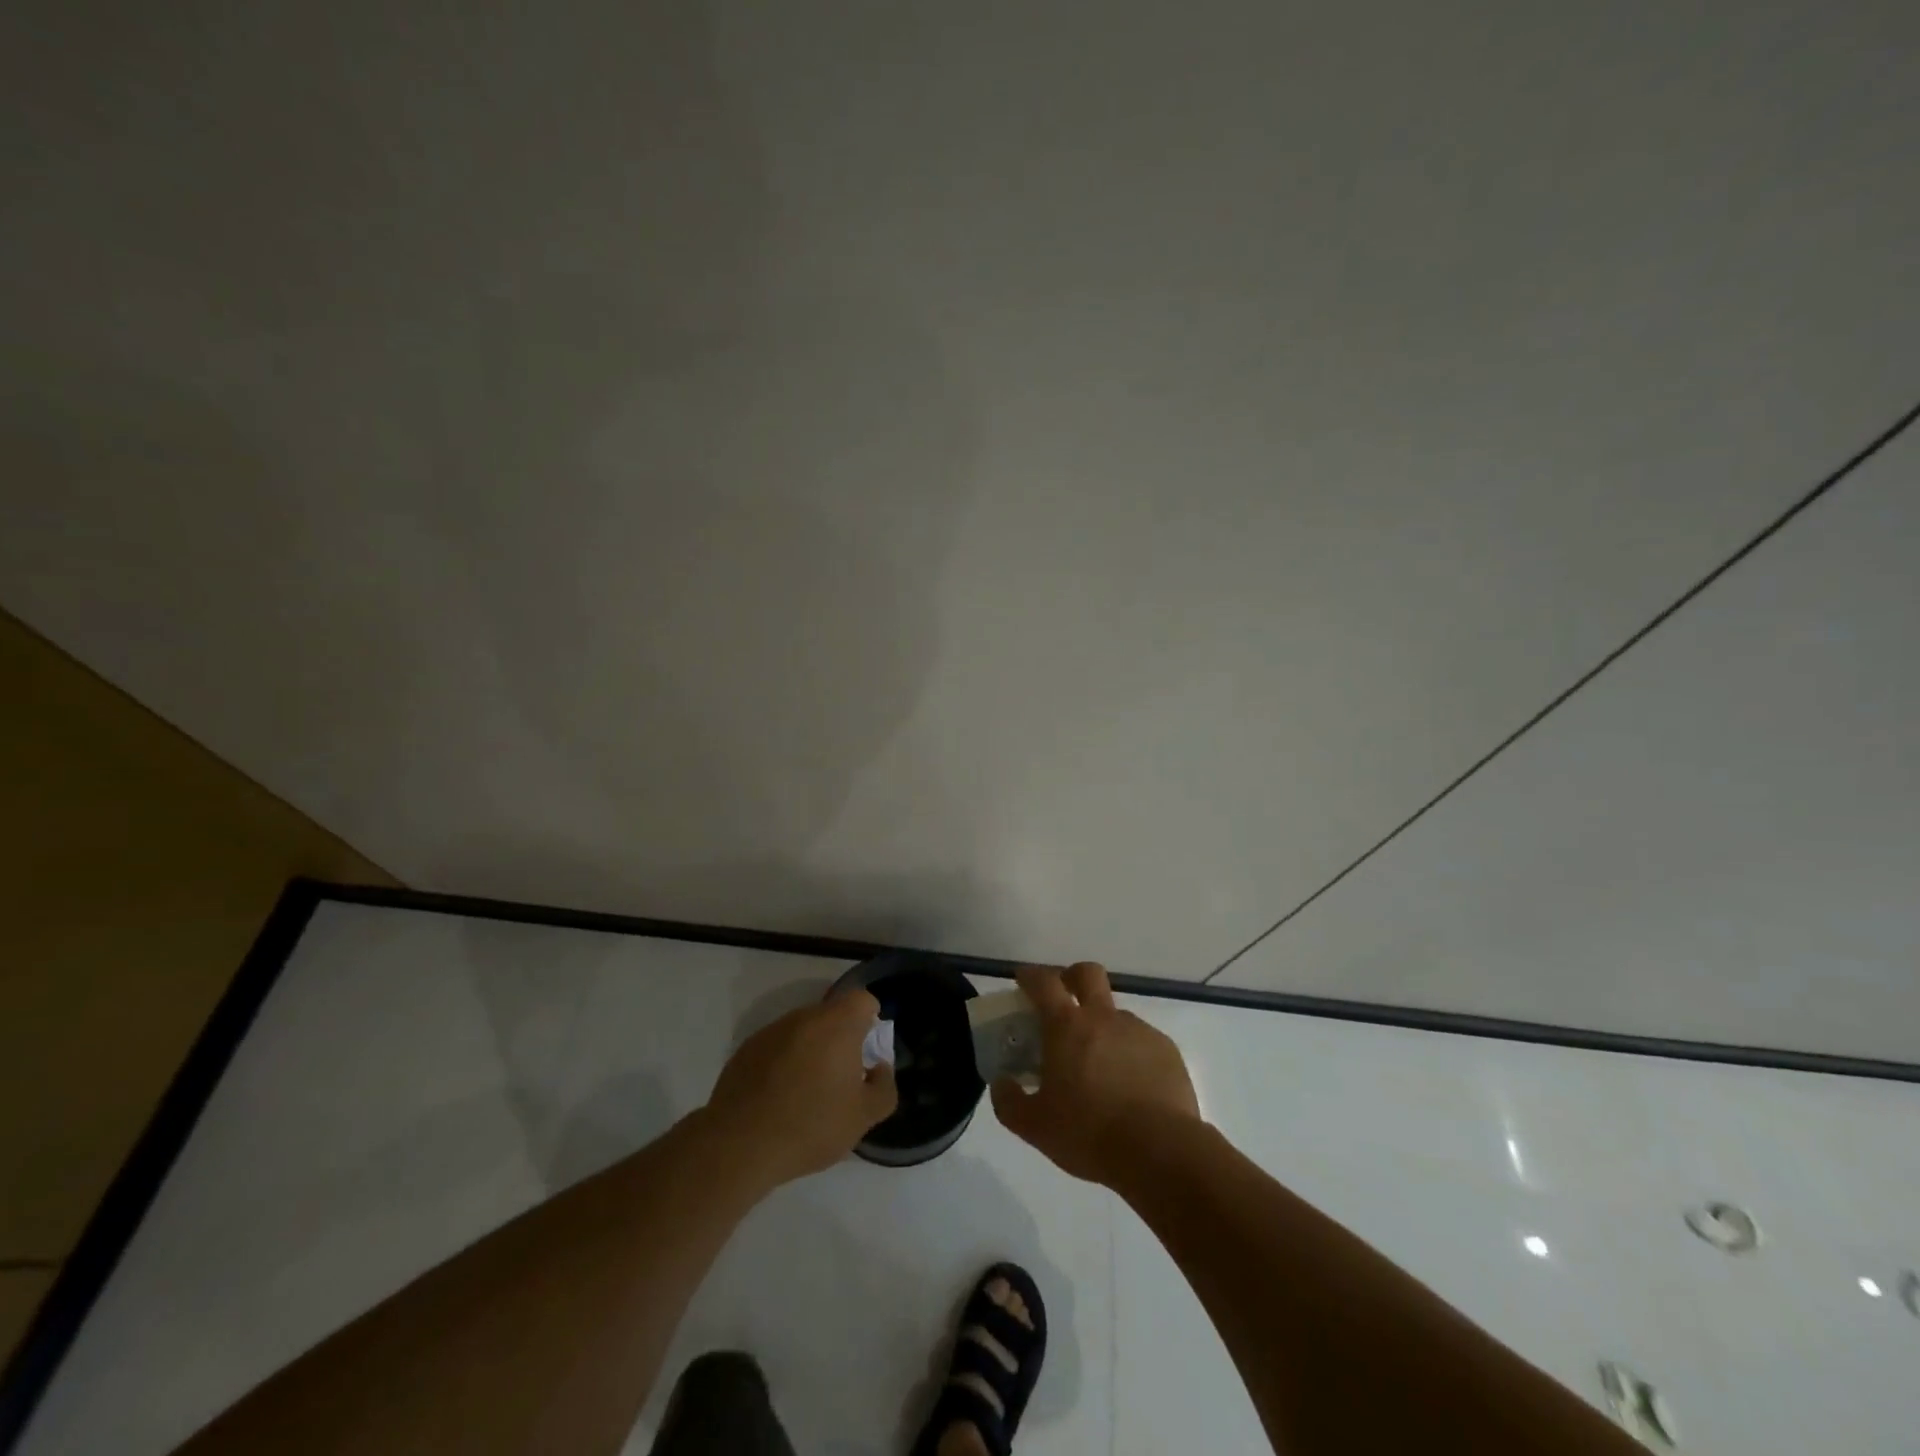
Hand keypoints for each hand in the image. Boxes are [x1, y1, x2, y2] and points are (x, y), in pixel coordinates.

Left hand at [703, 989, 897, 1188]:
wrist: (739, 1145)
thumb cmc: (811, 1125)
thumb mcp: (863, 1117)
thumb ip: (884, 1087)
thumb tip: (879, 1068)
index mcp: (837, 1024)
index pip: (862, 1000)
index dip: (870, 1021)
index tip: (867, 1052)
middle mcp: (804, 1017)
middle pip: (831, 1015)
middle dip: (840, 1039)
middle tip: (841, 1078)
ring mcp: (771, 1031)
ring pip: (803, 1031)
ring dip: (811, 1051)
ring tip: (807, 1092)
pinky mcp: (746, 1050)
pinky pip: (777, 1048)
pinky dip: (783, 1063)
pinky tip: (779, 1099)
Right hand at [991, 962, 1199, 1186]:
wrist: (1159, 1151)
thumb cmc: (1088, 1133)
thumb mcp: (1034, 1127)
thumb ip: (1009, 1102)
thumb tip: (1002, 1083)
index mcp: (1066, 1027)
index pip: (1043, 982)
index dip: (1030, 976)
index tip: (1023, 980)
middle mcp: (1103, 1017)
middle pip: (1087, 974)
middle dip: (1072, 977)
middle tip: (1065, 1000)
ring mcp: (1138, 1031)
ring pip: (1116, 1013)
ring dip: (1103, 1027)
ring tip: (1100, 1067)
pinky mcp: (1166, 1050)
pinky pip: (1142, 1041)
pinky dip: (1131, 1054)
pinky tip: (1131, 1087)